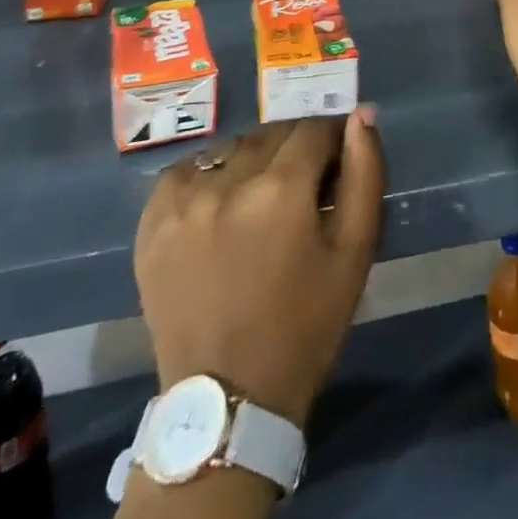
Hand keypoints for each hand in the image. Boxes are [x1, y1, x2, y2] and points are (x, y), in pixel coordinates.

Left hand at [135, 109, 384, 427]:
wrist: (227, 403)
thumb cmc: (304, 327)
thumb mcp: (354, 253)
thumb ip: (365, 174)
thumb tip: (362, 115)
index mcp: (280, 190)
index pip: (314, 129)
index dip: (332, 142)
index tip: (336, 167)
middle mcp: (228, 183)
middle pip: (273, 135)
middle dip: (295, 151)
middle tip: (302, 191)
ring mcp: (183, 201)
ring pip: (233, 149)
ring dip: (255, 161)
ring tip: (261, 201)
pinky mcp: (152, 221)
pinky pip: (189, 168)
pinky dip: (211, 174)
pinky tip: (221, 204)